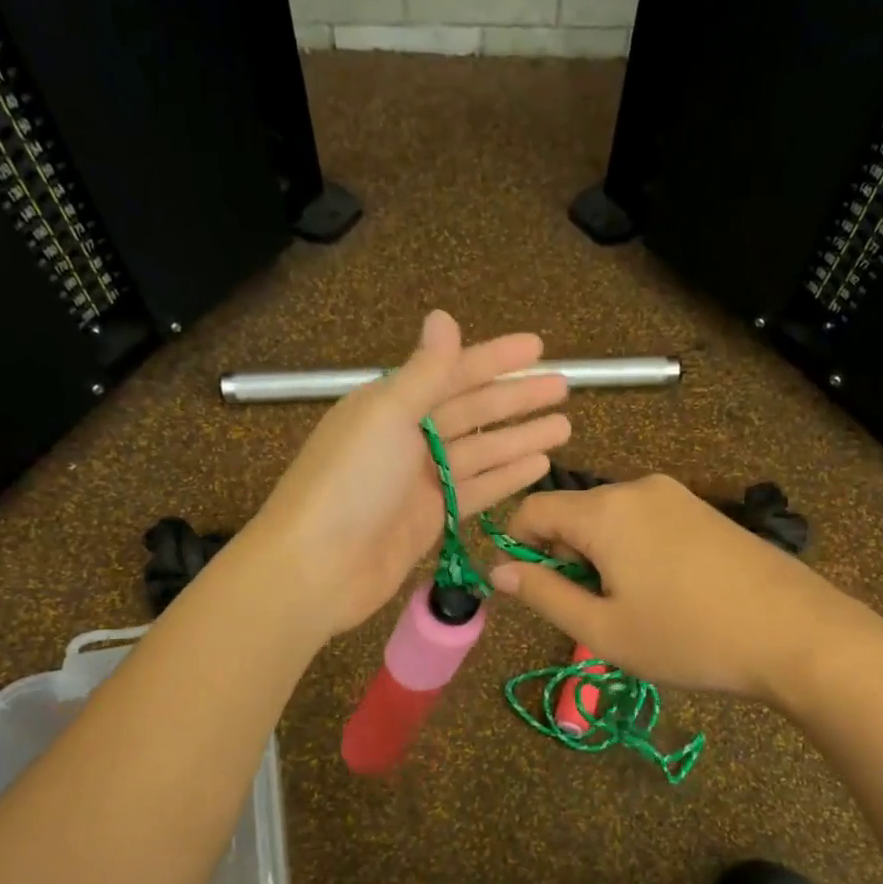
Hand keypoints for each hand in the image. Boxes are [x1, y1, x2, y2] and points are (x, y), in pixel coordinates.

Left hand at [244, 311, 569, 637]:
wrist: (317, 567)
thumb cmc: (350, 483)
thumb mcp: (387, 416)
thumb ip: (424, 372)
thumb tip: (443, 316)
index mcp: (390, 404)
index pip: (452, 372)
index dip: (495, 358)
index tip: (538, 347)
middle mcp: (407, 437)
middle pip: (472, 411)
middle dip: (516, 399)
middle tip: (563, 388)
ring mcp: (420, 481)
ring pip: (481, 451)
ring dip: (520, 438)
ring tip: (564, 426)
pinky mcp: (430, 518)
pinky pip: (476, 489)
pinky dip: (506, 476)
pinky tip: (539, 465)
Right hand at [489, 474, 882, 705]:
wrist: (796, 633)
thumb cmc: (688, 637)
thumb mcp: (603, 629)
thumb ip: (543, 594)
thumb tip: (498, 570)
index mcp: (605, 510)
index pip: (533, 509)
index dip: (518, 546)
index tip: (531, 590)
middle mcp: (637, 488)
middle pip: (573, 513)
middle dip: (566, 558)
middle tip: (592, 612)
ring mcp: (676, 495)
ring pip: (610, 520)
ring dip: (601, 559)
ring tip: (632, 609)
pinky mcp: (703, 510)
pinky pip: (645, 522)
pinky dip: (633, 552)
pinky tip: (665, 593)